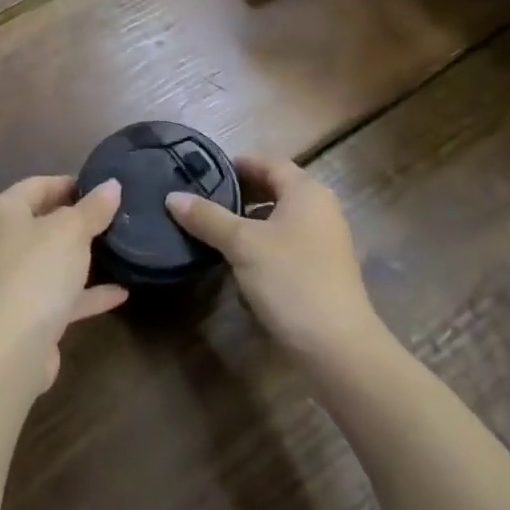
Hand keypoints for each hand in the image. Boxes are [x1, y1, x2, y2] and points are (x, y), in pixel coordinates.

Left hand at [0, 176, 127, 394]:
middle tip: (115, 215)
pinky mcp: (24, 314)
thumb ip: (93, 208)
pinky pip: (59, 294)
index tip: (104, 187)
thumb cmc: (36, 272)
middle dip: (78, 220)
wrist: (10, 350)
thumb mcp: (71, 231)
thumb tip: (112, 185)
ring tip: (119, 247)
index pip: (37, 185)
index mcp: (2, 212)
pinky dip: (85, 292)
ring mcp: (10, 281)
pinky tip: (120, 293)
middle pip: (43, 222)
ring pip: (51, 260)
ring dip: (82, 257)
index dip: (70, 183)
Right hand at [168, 155, 378, 356]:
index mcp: (306, 191)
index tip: (204, 171)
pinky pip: (287, 243)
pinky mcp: (322, 269)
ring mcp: (325, 241)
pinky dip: (263, 244)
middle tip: (203, 200)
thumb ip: (208, 217)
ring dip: (249, 221)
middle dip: (240, 193)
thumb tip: (172, 197)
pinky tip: (239, 261)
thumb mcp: (242, 244)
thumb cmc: (291, 280)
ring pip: (280, 218)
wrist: (337, 347)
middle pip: (275, 189)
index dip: (237, 164)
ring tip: (214, 229)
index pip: (268, 162)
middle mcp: (320, 209)